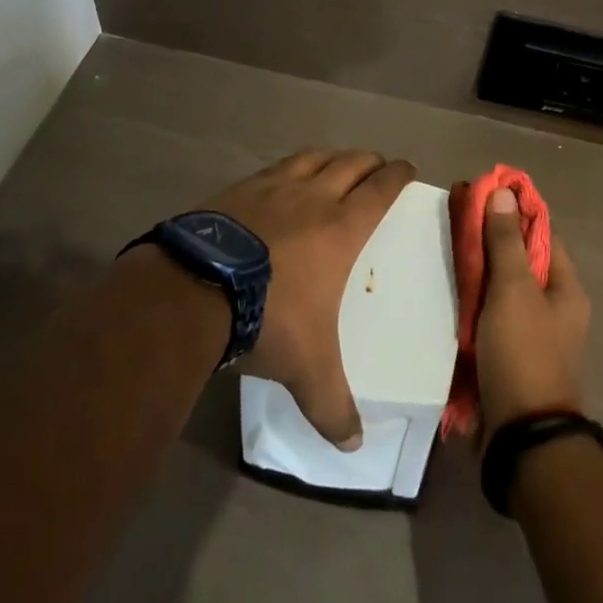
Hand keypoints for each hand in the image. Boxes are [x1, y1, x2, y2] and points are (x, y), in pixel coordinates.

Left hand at [202, 149, 415, 449]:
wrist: (195, 290)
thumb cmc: (268, 318)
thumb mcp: (307, 369)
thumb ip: (332, 406)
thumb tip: (354, 446)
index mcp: (341, 228)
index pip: (380, 190)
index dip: (397, 175)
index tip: (407, 168)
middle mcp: (312, 198)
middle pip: (350, 164)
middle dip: (369, 161)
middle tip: (377, 165)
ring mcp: (272, 188)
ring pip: (312, 158)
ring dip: (331, 156)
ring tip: (336, 161)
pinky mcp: (237, 189)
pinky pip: (273, 167)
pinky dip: (289, 167)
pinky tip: (281, 178)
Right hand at [475, 186, 590, 443]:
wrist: (521, 436)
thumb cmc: (523, 353)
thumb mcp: (514, 290)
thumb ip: (506, 242)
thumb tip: (504, 193)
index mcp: (566, 288)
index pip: (542, 233)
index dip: (513, 210)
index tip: (481, 192)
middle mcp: (555, 307)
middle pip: (521, 259)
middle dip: (491, 238)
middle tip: (456, 220)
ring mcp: (533, 332)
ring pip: (504, 287)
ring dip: (480, 269)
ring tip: (447, 249)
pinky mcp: (511, 353)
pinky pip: (492, 314)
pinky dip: (475, 300)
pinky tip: (451, 291)